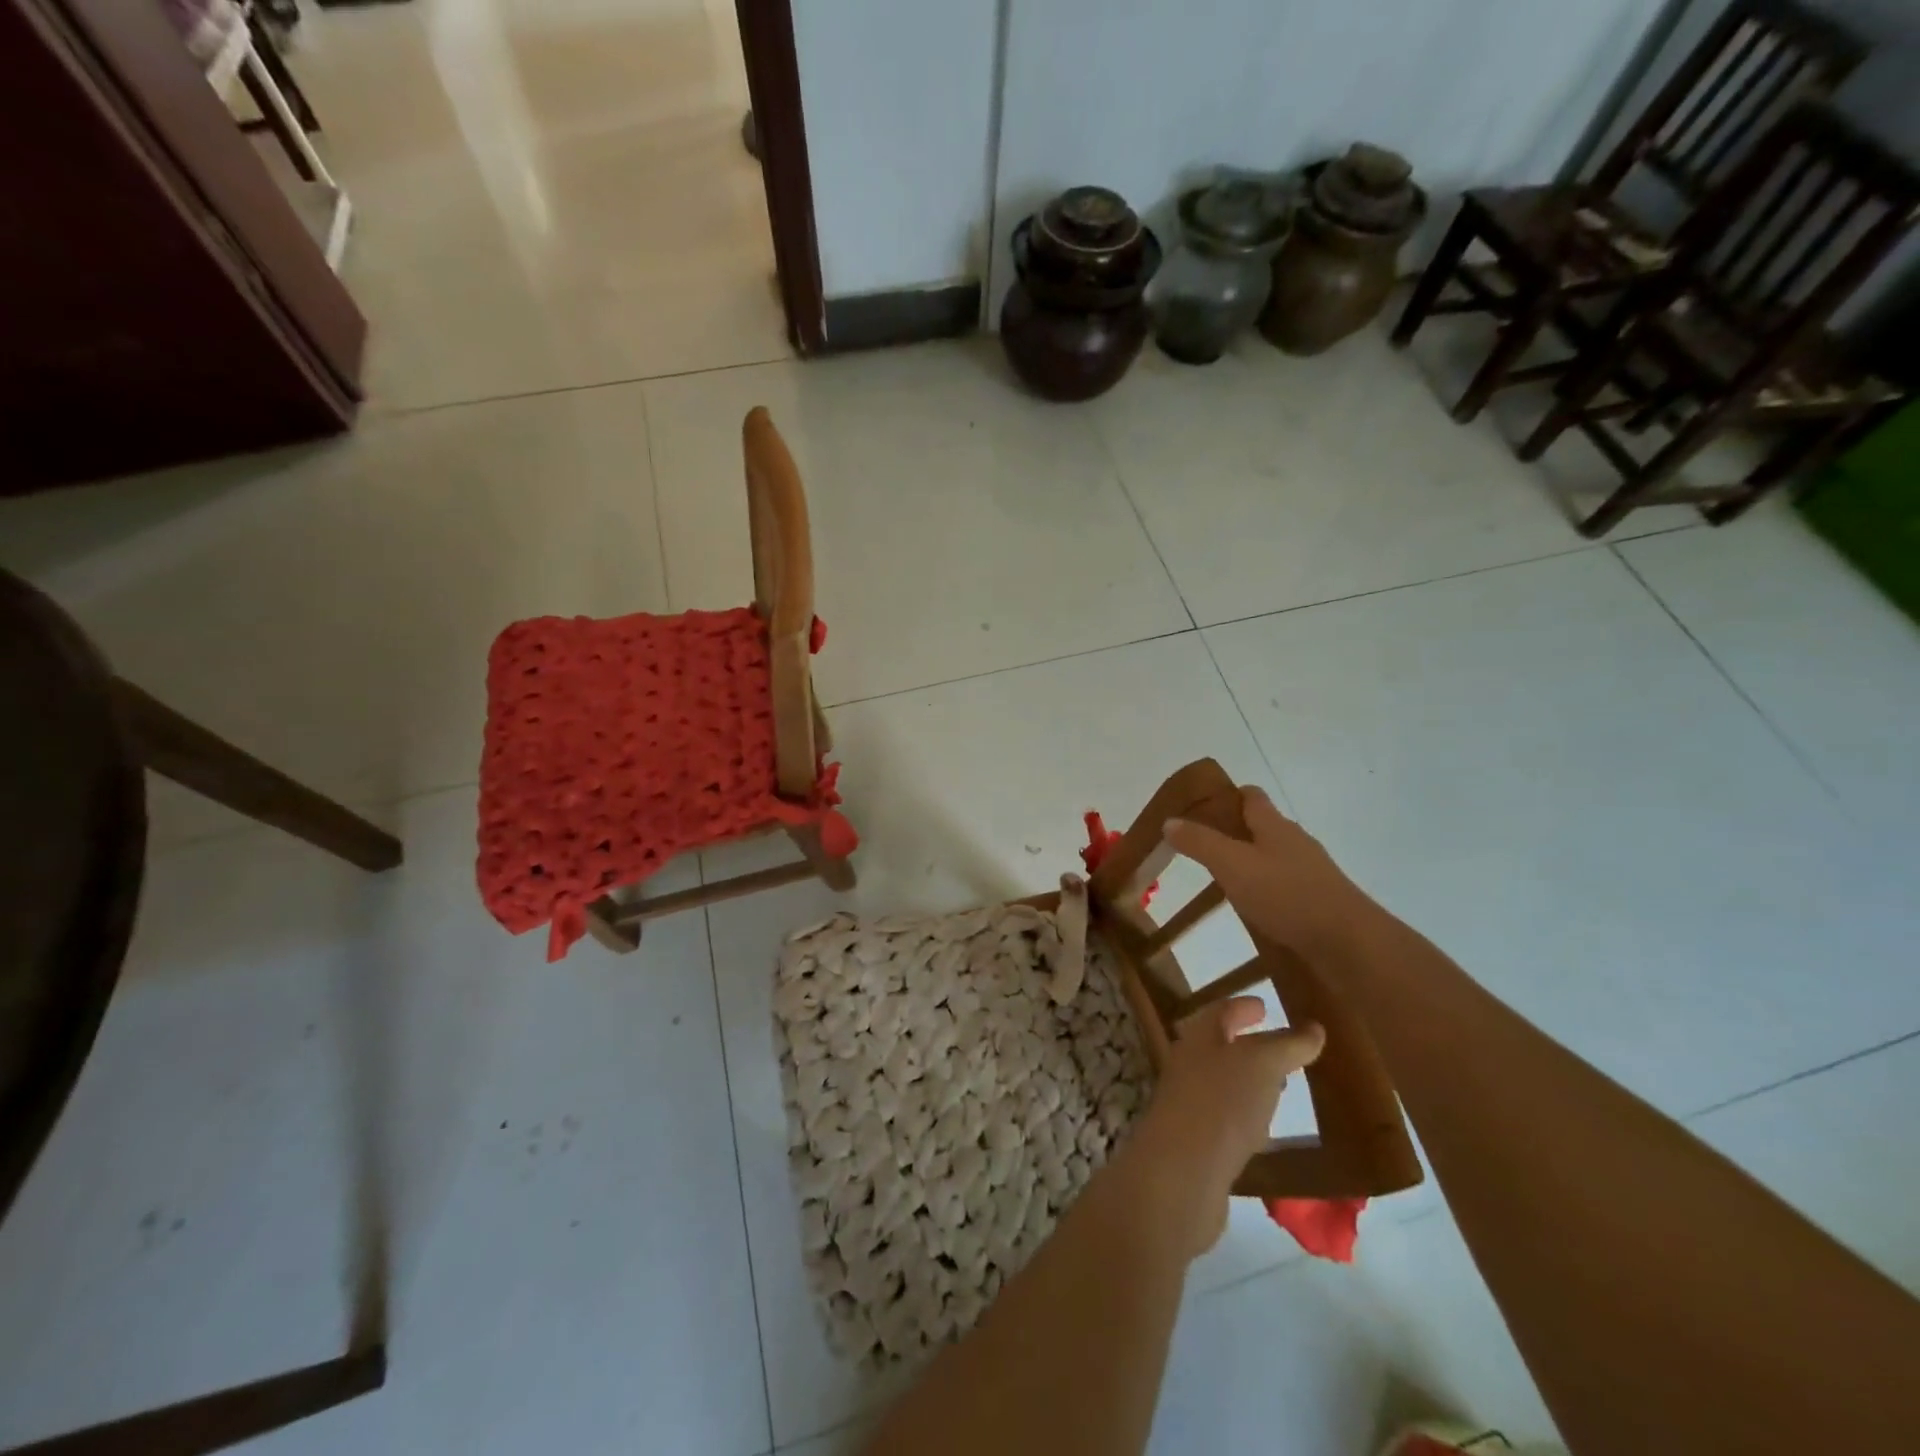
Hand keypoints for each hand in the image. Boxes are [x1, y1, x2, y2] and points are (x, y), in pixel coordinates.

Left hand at [1124, 997, 1324, 1257]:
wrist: (1181, 1173)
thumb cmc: (1221, 1104)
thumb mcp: (1262, 1064)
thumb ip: (1287, 1045)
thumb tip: (1313, 1028)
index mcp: (1199, 1039)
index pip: (1220, 1012)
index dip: (1242, 1006)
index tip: (1263, 1005)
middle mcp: (1189, 1067)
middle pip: (1218, 1047)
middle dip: (1247, 1044)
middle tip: (1280, 1047)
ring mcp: (1189, 1105)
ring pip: (1223, 1084)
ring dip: (1248, 1082)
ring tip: (1280, 1086)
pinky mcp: (1197, 1144)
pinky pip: (1226, 1121)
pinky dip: (1247, 1117)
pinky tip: (1265, 1131)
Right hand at [1164, 786, 1377, 957]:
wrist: (1348, 942)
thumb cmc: (1286, 894)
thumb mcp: (1231, 864)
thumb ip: (1199, 842)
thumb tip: (1169, 820)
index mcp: (1274, 825)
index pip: (1251, 796)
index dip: (1227, 796)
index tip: (1202, 807)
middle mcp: (1295, 841)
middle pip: (1263, 825)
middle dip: (1236, 830)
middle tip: (1204, 845)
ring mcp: (1312, 871)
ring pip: (1275, 856)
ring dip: (1252, 861)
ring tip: (1224, 877)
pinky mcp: (1319, 900)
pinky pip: (1286, 884)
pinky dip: (1268, 888)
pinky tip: (1255, 906)